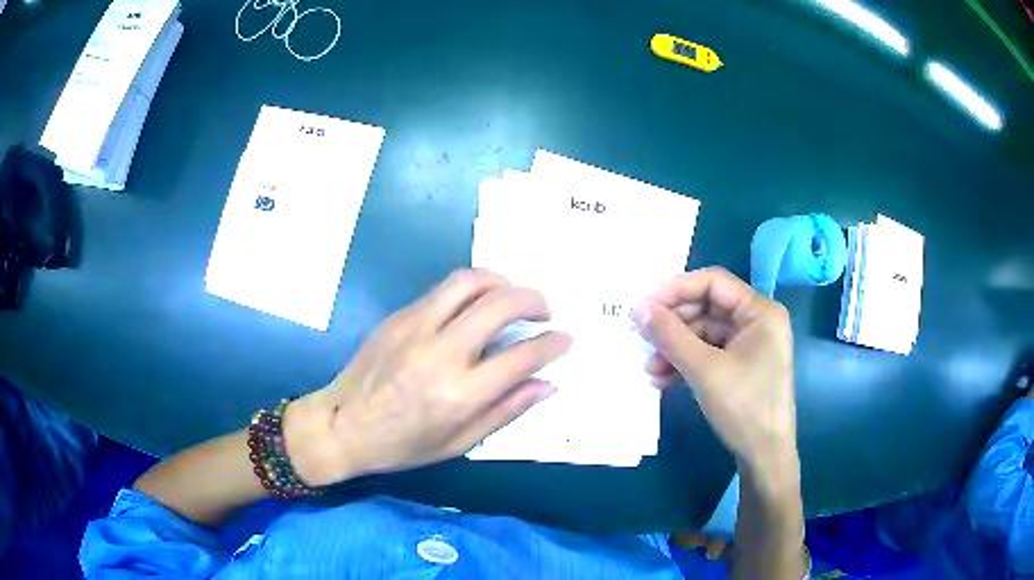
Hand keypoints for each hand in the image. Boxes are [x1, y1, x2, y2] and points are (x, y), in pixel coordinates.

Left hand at [285, 269, 571, 486]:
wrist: (341, 425)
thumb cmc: (402, 445)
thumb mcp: (459, 443)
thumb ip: (506, 410)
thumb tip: (547, 384)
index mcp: (460, 394)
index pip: (522, 356)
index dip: (552, 343)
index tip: (565, 338)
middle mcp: (441, 352)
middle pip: (501, 304)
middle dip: (534, 299)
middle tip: (545, 310)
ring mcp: (416, 327)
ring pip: (470, 282)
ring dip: (502, 282)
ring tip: (513, 296)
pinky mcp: (399, 316)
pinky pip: (444, 290)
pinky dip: (472, 289)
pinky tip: (477, 304)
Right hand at [632, 267, 797, 478]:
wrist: (764, 456)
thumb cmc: (743, 407)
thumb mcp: (704, 369)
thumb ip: (670, 335)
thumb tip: (637, 307)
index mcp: (759, 311)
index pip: (713, 282)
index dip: (676, 289)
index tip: (644, 306)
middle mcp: (756, 321)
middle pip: (706, 307)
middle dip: (673, 325)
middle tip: (642, 338)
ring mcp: (749, 344)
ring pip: (703, 333)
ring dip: (675, 348)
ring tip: (650, 368)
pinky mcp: (741, 365)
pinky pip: (708, 353)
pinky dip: (686, 363)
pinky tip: (663, 379)